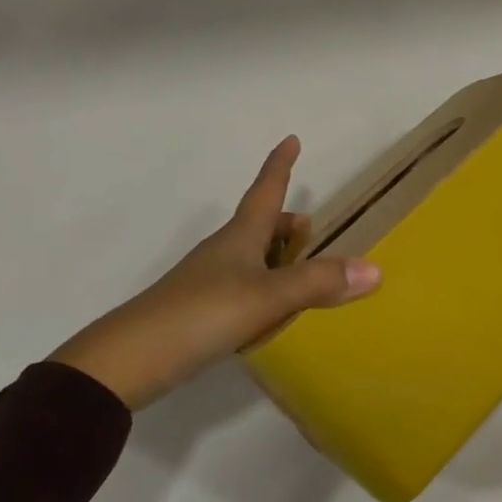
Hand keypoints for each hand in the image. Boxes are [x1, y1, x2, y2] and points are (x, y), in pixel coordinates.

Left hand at [51, 137, 380, 410]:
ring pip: (251, 256)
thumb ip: (318, 283)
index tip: (290, 139)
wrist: (127, 363)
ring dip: (277, 256)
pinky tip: (272, 312)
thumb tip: (375, 269)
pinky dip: (265, 288)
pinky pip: (243, 286)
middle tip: (310, 228)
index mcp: (239, 238)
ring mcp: (208, 282)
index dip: (280, 166)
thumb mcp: (266, 298)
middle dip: (285, 221)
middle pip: (259, 224)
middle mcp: (223, 252)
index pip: (265, 191)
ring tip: (302, 271)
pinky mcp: (199, 312)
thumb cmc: (200, 315)